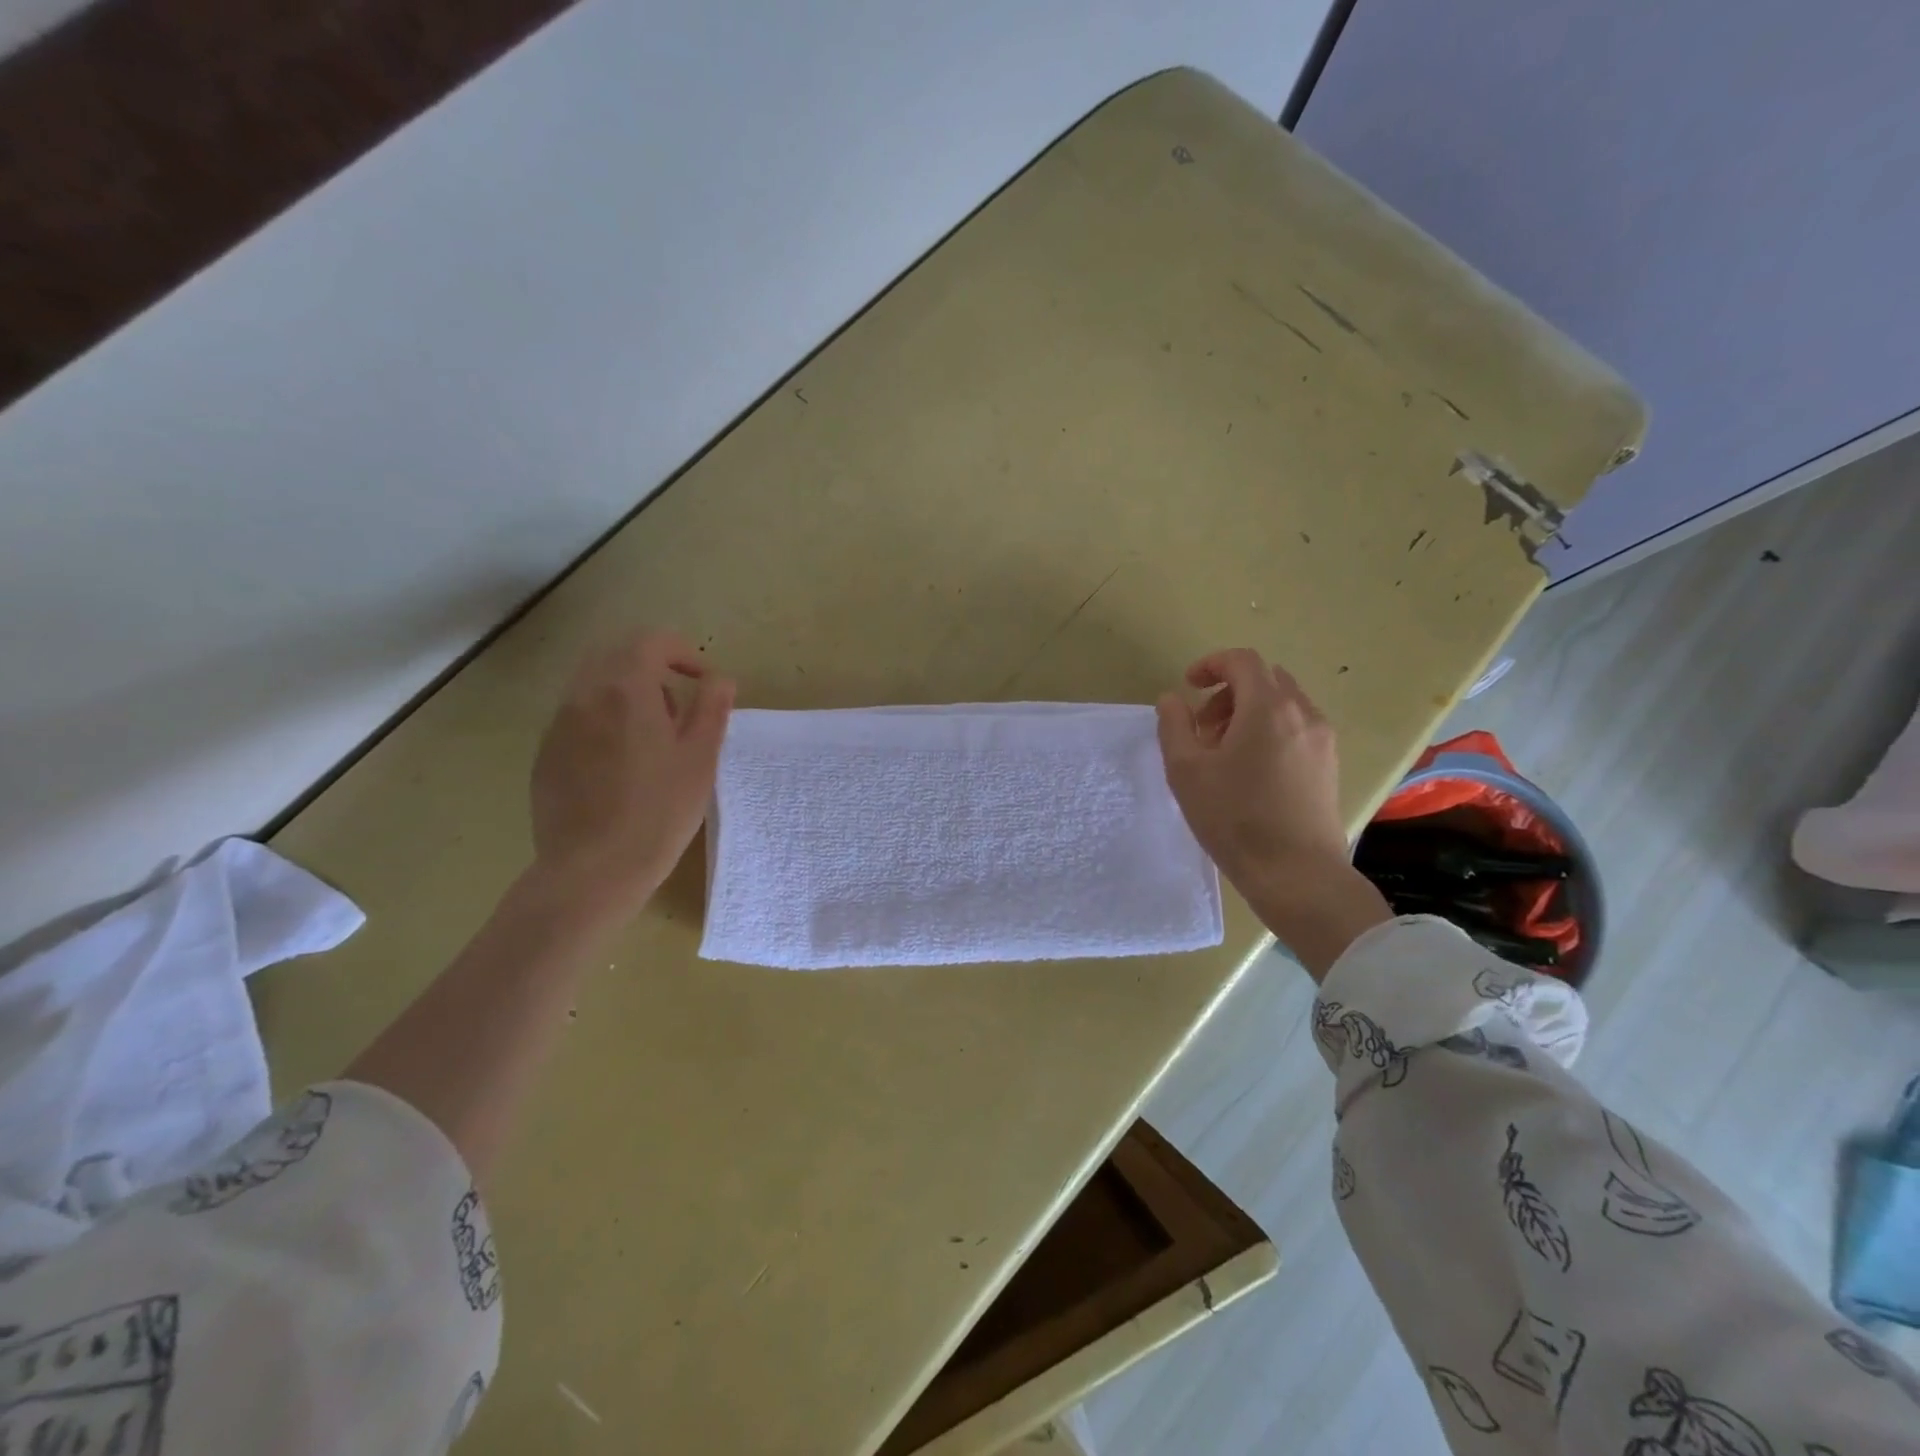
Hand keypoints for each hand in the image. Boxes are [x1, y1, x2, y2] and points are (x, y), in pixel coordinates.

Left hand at [527, 629, 734, 922]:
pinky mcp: (546, 754)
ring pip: (592, 684)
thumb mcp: (701, 758)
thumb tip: (719, 678)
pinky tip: (621, 765)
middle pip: (615, 654)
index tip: (702, 681)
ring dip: (626, 692)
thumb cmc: (659, 812)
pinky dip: (604, 719)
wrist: (593, 869)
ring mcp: (558, 725)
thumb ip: (712, 708)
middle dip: (651, 666)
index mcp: (625, 690)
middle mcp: (584, 696)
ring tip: (652, 737)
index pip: (651, 641)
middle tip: (678, 704)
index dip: (682, 652)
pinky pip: (577, 716)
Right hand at [1156, 648, 1389, 977]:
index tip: (1188, 687)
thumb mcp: (1186, 771)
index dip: (1211, 664)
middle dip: (1228, 692)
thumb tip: (1172, 699)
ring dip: (1248, 713)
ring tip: (1224, 755)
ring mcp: (1322, 740)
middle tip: (1203, 729)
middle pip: (1264, 679)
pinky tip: (1251, 772)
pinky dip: (1269, 731)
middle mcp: (1303, 714)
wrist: (1296, 874)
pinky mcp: (1329, 765)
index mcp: (1268, 708)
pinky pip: (1296, 728)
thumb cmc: (1234, 819)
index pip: (1242, 660)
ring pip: (1282, 704)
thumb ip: (1174, 725)